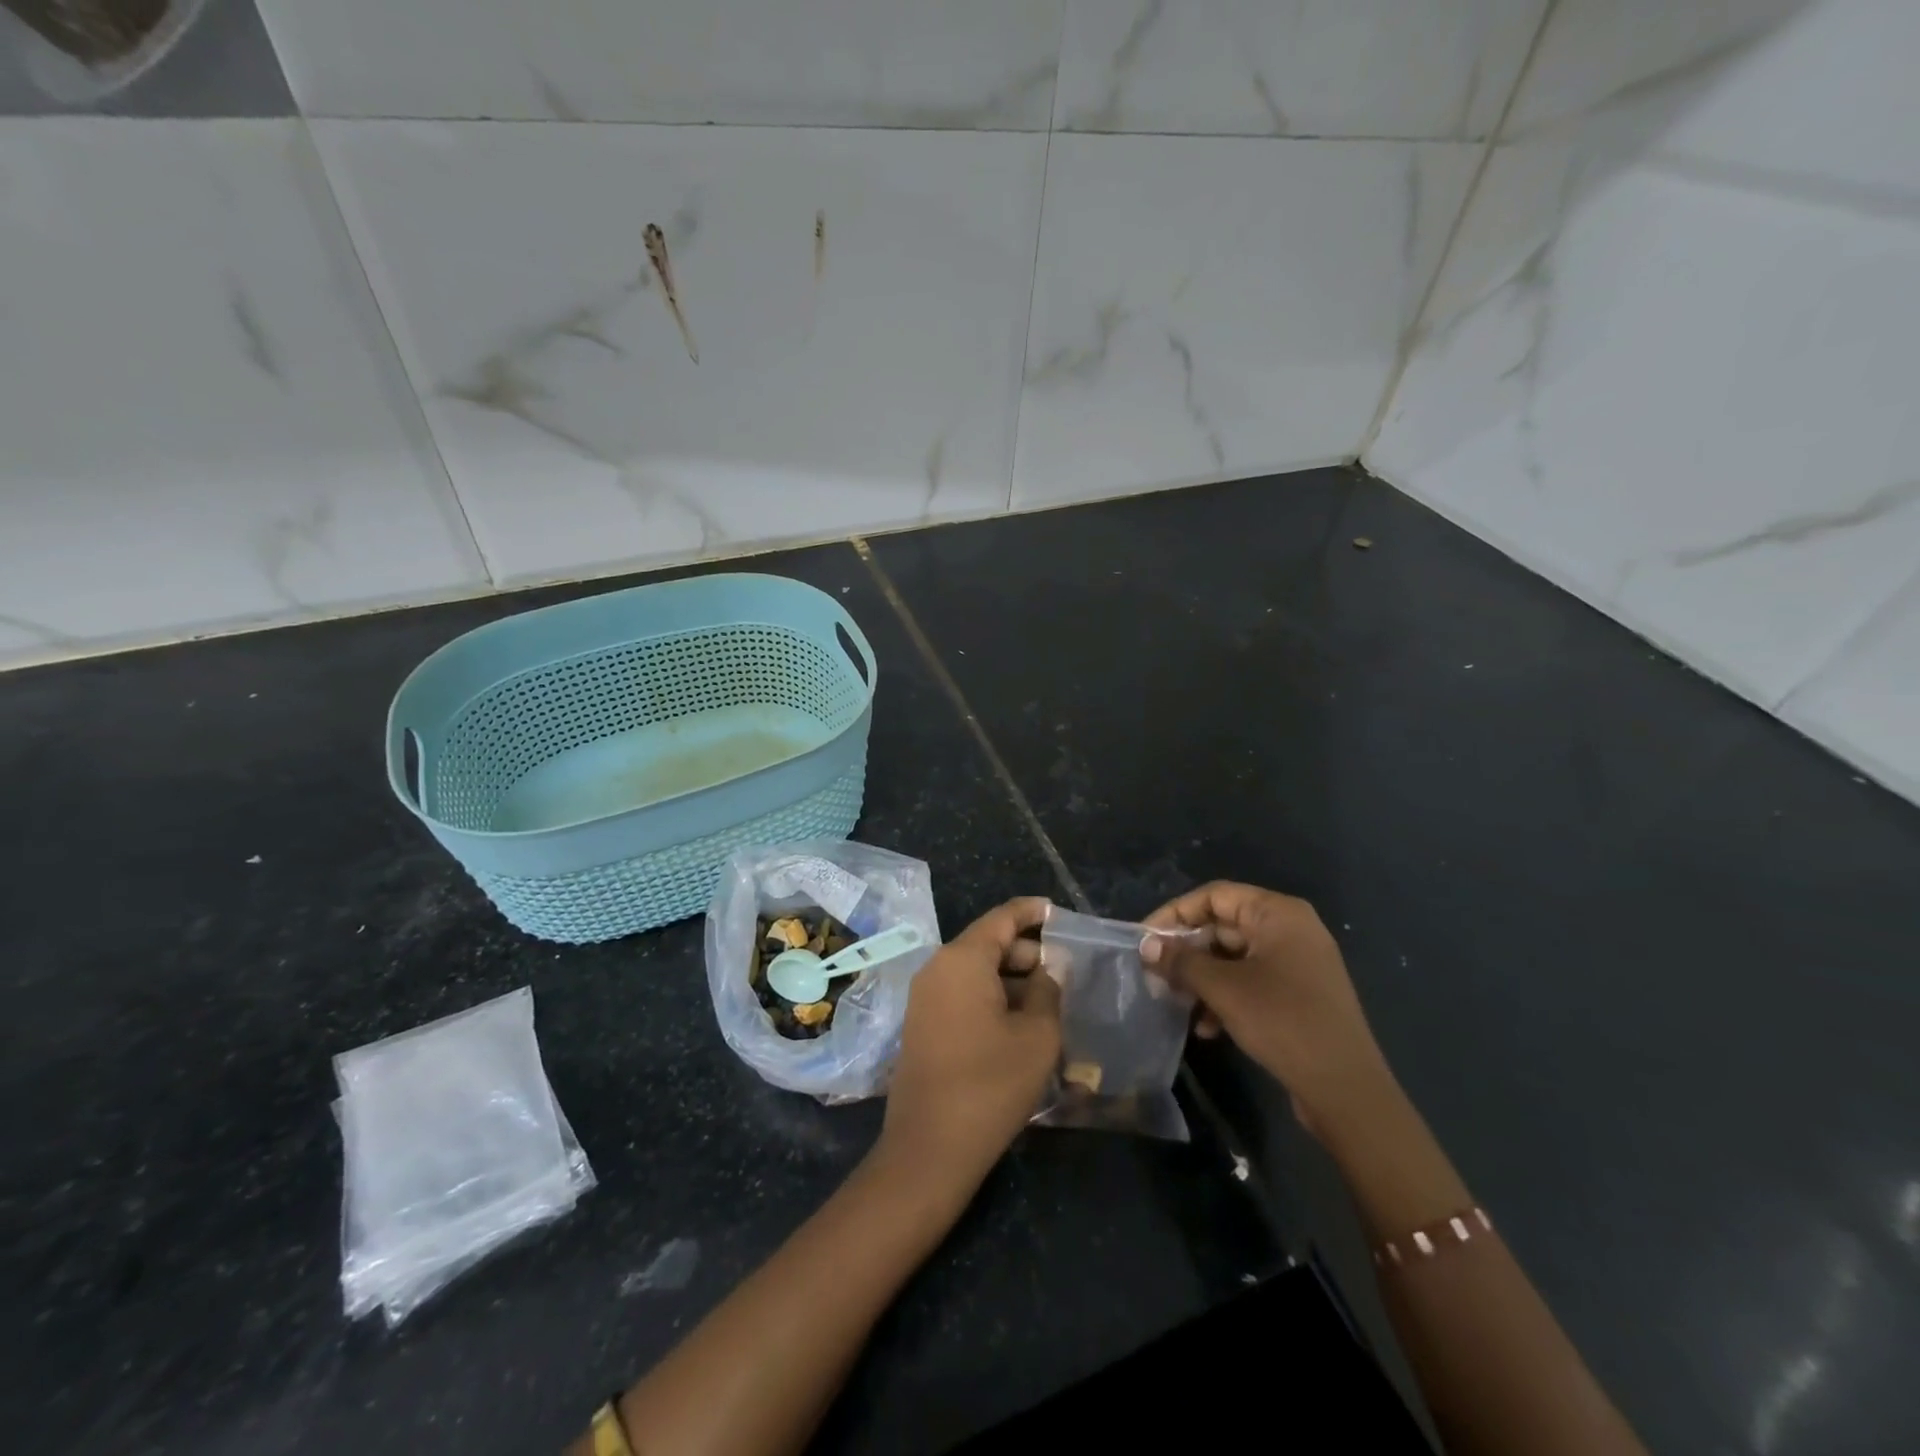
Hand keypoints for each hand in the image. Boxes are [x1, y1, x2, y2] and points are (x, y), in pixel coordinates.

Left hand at [878, 897, 1058, 1194]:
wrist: (930, 1147)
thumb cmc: (991, 1084)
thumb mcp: (1037, 1035)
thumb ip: (1049, 989)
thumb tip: (1050, 967)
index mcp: (963, 959)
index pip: (1002, 918)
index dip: (1033, 912)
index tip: (1060, 914)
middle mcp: (938, 967)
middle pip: (988, 943)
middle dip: (1027, 952)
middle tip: (1066, 971)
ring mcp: (925, 996)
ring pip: (976, 970)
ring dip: (1012, 978)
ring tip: (1050, 999)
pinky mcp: (922, 1023)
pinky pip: (962, 993)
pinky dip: (992, 996)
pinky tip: (1021, 1022)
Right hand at [1143, 882, 1391, 1140]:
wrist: (1346, 1089)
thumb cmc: (1282, 1021)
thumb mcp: (1223, 988)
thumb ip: (1181, 961)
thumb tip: (1146, 946)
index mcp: (1278, 913)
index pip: (1214, 896)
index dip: (1175, 914)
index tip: (1145, 940)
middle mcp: (1290, 929)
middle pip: (1223, 926)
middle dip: (1187, 951)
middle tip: (1155, 974)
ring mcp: (1297, 963)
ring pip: (1234, 957)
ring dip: (1202, 978)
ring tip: (1176, 1003)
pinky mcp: (1298, 994)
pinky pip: (1251, 981)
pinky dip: (1225, 997)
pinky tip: (1206, 1028)